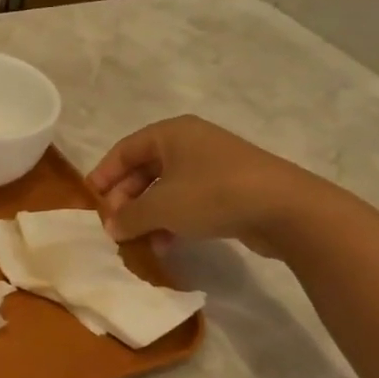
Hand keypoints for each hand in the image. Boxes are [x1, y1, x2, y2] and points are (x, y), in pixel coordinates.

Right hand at [86, 115, 338, 257]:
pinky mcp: (230, 188)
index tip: (91, 203)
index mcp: (170, 133)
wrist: (287, 210)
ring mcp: (212, 165)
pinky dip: (172, 220)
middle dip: (126, 200)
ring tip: (140, 241)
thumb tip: (111, 228)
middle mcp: (190, 143)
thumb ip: (128, 217)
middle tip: (115, 227)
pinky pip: (188, 201)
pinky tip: (167, 244)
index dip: (104, 177)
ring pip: (165, 189)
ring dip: (148, 215)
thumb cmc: (213, 195)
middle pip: (143, 170)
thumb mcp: (161, 207)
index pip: (123, 151)